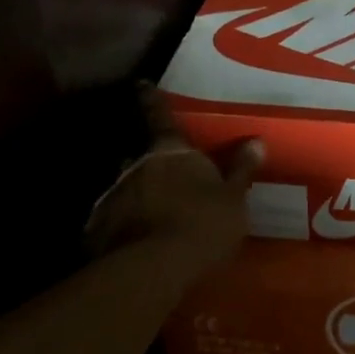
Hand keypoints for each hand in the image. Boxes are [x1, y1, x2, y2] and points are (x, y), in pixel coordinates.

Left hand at [84, 84, 264, 280]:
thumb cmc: (202, 225)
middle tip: (164, 178)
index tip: (141, 84)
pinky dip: (123, 227)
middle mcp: (136, 166)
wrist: (153, 269)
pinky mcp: (98, 227)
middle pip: (141, 157)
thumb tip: (256, 140)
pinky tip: (134, 246)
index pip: (161, 117)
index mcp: (171, 152)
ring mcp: (113, 196)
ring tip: (151, 218)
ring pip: (126, 188)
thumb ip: (241, 170)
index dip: (152, 100)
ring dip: (137, 197)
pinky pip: (113, 221)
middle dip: (151, 165)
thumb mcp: (234, 199)